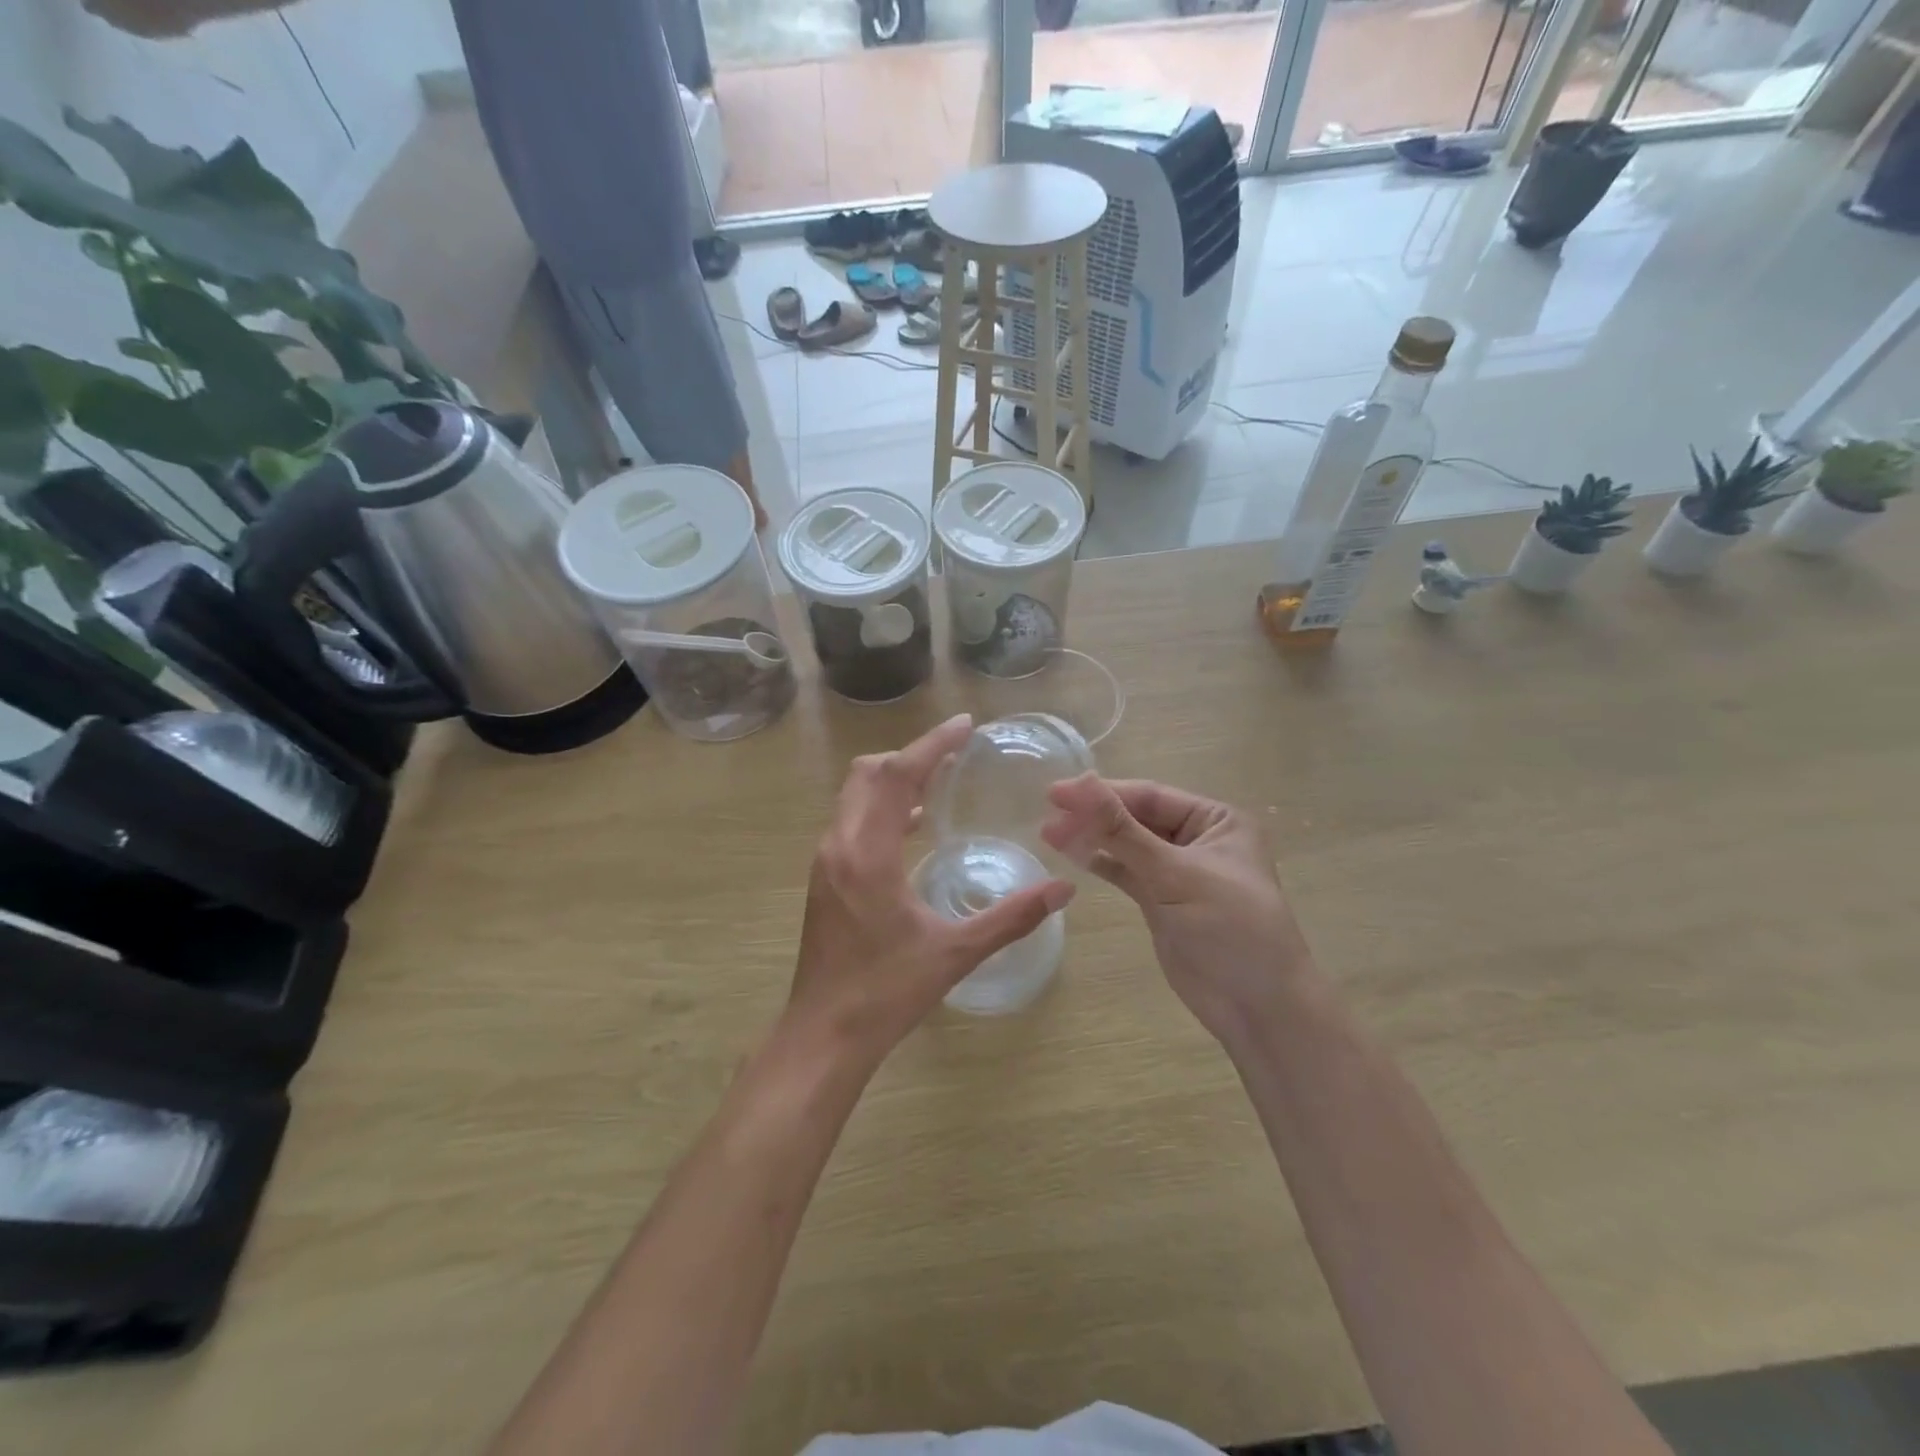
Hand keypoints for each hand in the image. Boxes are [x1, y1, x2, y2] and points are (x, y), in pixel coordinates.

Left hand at [786, 715, 1073, 1066]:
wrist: (823, 1035)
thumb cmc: (886, 993)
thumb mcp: (955, 953)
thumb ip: (1011, 917)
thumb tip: (1064, 890)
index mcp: (867, 853)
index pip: (897, 776)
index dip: (932, 745)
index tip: (965, 726)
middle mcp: (839, 845)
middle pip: (869, 774)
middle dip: (911, 756)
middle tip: (956, 753)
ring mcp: (826, 861)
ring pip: (856, 795)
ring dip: (894, 779)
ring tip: (941, 780)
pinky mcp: (824, 877)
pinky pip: (853, 820)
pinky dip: (882, 807)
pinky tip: (914, 826)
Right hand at [1041, 775, 1314, 1047]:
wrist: (1259, 1008)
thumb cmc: (1230, 928)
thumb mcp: (1175, 874)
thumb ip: (1123, 831)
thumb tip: (1082, 783)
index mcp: (1217, 820)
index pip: (1150, 797)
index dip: (1103, 793)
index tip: (1055, 793)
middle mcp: (1199, 839)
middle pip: (1137, 818)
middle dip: (1094, 817)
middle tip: (1047, 817)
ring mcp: (1179, 872)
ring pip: (1129, 846)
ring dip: (1093, 839)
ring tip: (1048, 834)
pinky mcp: (1163, 901)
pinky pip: (1127, 873)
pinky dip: (1102, 864)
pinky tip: (1072, 855)